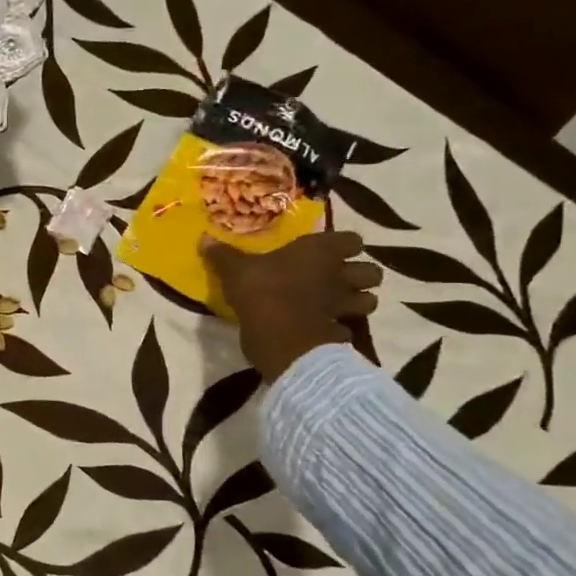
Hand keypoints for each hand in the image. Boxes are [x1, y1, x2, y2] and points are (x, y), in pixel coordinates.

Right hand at [204, 230, 382, 382]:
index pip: (352, 240)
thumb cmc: (261, 292)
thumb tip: (204, 238)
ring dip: (358, 303)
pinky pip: (348, 330)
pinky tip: (325, 332)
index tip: (330, 251)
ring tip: (339, 306)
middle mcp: (339, 275)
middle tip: (340, 280)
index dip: (345, 245)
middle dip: (361, 276)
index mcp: (320, 252)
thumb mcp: (235, 271)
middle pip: (372, 272)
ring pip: (369, 301)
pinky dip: (341, 331)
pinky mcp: (339, 334)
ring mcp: (343, 307)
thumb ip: (223, 255)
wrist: (279, 337)